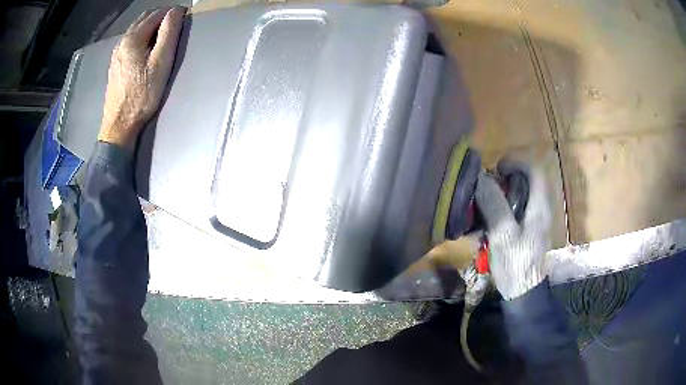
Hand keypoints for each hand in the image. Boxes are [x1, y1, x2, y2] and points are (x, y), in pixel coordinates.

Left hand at [98, 6, 184, 149]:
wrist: (119, 125)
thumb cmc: (142, 95)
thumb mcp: (160, 63)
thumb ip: (168, 33)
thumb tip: (176, 11)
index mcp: (133, 38)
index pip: (157, 14)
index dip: (172, 13)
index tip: (184, 19)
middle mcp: (122, 41)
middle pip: (144, 18)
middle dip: (161, 17)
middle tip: (174, 28)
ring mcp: (116, 53)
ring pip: (135, 29)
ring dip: (150, 27)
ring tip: (162, 38)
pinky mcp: (114, 64)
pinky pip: (129, 41)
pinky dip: (140, 37)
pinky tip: (146, 50)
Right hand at [474, 160, 550, 299]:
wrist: (523, 293)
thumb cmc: (516, 264)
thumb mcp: (502, 234)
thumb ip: (493, 204)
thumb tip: (481, 178)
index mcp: (539, 206)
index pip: (534, 170)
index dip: (516, 162)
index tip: (496, 170)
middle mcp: (540, 209)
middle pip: (525, 182)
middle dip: (503, 183)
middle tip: (485, 192)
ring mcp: (534, 221)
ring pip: (518, 198)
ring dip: (499, 200)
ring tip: (481, 213)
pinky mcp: (527, 232)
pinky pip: (515, 213)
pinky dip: (500, 214)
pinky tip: (486, 229)